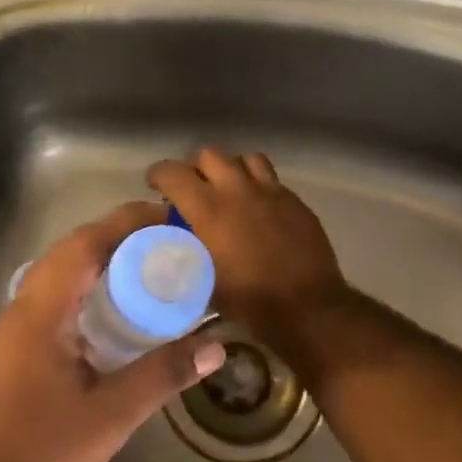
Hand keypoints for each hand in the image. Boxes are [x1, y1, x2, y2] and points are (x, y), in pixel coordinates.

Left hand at [0, 201, 226, 461]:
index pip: (83, 246)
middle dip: (118, 239)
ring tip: (153, 268)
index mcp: (39, 314)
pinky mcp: (20, 355)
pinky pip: (60, 305)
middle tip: (169, 243)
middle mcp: (22, 311)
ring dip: (103, 265)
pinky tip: (124, 316)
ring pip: (62, 279)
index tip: (169, 217)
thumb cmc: (44, 459)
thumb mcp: (112, 415)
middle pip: (71, 254)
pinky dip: (92, 295)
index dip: (125, 223)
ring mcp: (17, 334)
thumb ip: (164, 373)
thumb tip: (217, 344)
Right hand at [147, 150, 351, 352]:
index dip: (158, 175)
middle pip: (209, 154)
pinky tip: (256, 206)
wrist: (306, 307)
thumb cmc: (248, 300)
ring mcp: (270, 191)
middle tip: (192, 188)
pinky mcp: (294, 200)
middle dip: (194, 168)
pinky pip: (270, 178)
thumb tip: (171, 236)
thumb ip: (183, 249)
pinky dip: (257, 184)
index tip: (154, 185)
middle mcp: (237, 189)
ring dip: (230, 168)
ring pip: (244, 158)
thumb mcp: (202, 278)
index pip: (172, 172)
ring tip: (227, 188)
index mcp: (208, 209)